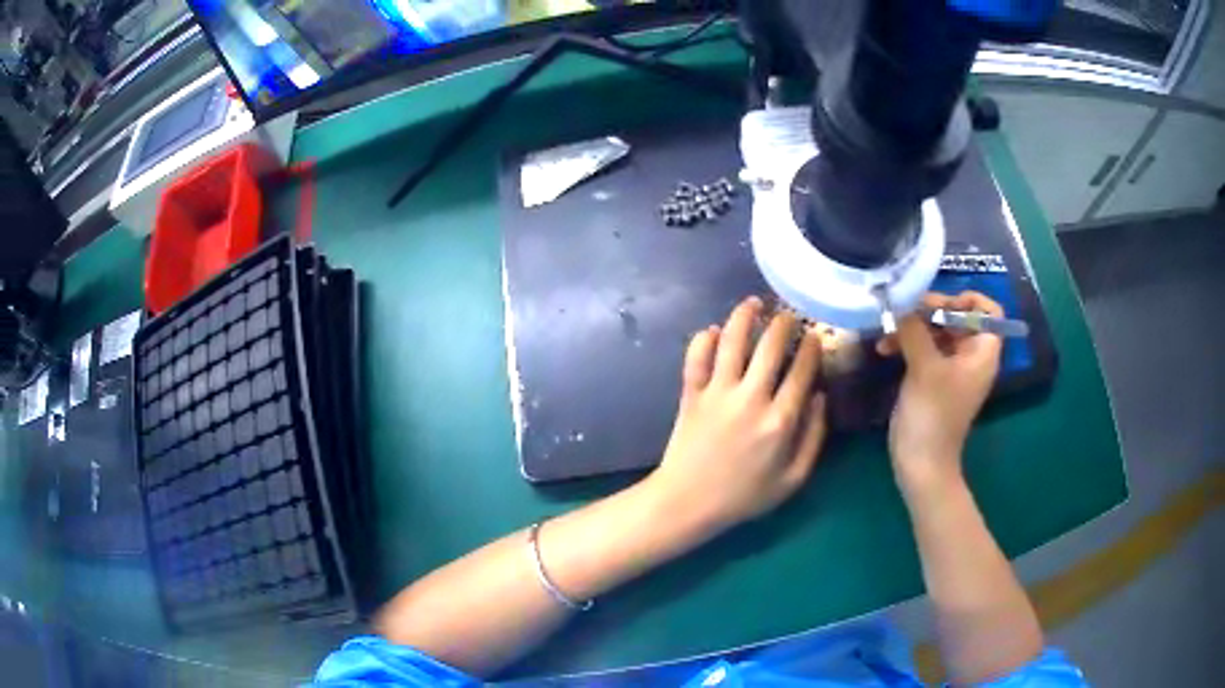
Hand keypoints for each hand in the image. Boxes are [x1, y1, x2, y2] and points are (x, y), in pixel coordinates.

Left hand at [648, 297, 828, 532]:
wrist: (689, 502)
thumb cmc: (744, 496)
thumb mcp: (792, 479)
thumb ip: (814, 438)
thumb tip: (821, 397)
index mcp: (780, 421)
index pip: (801, 371)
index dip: (811, 348)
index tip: (814, 336)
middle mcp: (751, 399)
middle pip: (770, 347)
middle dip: (783, 323)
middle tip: (788, 314)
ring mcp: (717, 394)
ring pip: (732, 342)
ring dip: (743, 316)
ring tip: (753, 302)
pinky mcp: (691, 394)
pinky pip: (696, 358)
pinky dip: (702, 340)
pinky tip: (713, 330)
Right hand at [877, 291, 1002, 497]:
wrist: (921, 463)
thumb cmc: (933, 415)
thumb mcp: (925, 368)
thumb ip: (914, 329)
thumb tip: (899, 300)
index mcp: (982, 352)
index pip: (989, 311)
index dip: (970, 300)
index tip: (942, 301)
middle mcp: (970, 356)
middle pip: (957, 317)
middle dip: (930, 311)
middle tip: (904, 310)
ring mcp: (951, 369)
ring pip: (936, 332)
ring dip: (912, 327)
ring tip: (887, 330)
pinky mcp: (932, 379)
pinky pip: (923, 349)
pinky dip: (906, 344)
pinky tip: (883, 348)